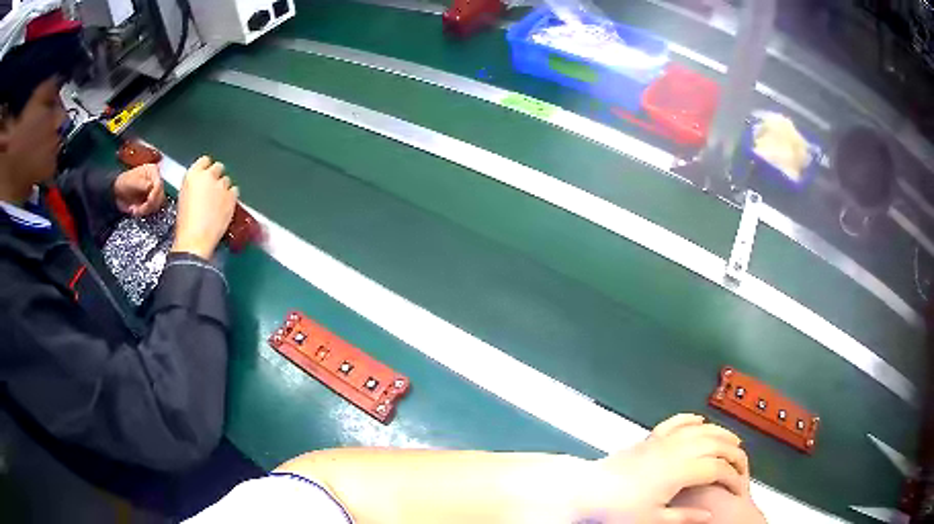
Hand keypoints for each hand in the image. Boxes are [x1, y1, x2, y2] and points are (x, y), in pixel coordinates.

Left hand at [114, 164, 164, 216]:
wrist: (117, 193)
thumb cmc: (124, 183)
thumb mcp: (133, 182)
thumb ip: (143, 184)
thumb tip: (152, 187)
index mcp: (153, 171)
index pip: (159, 185)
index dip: (154, 195)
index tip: (147, 203)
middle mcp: (156, 180)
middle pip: (160, 196)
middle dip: (149, 205)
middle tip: (139, 210)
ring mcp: (154, 191)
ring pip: (157, 204)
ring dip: (146, 210)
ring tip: (135, 211)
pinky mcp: (151, 201)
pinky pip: (152, 209)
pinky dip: (145, 213)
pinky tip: (136, 211)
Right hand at [172, 156, 238, 259]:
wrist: (195, 239)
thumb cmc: (185, 223)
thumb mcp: (183, 197)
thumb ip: (193, 185)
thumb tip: (200, 186)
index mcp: (192, 174)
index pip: (204, 161)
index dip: (205, 169)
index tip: (205, 176)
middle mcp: (208, 176)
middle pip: (218, 167)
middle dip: (216, 177)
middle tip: (213, 190)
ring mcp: (221, 185)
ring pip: (226, 180)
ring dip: (224, 188)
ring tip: (218, 203)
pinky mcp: (232, 196)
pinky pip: (235, 191)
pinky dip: (231, 196)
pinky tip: (225, 206)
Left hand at [575, 414, 749, 523]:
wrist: (586, 491)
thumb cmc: (617, 509)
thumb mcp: (652, 520)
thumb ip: (684, 517)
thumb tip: (709, 515)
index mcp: (679, 471)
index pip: (716, 468)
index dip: (731, 476)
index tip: (738, 486)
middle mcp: (675, 450)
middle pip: (714, 443)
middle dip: (733, 450)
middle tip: (743, 460)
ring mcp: (661, 441)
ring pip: (699, 430)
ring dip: (719, 432)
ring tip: (732, 439)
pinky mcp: (648, 439)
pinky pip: (674, 423)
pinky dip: (690, 419)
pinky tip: (699, 420)